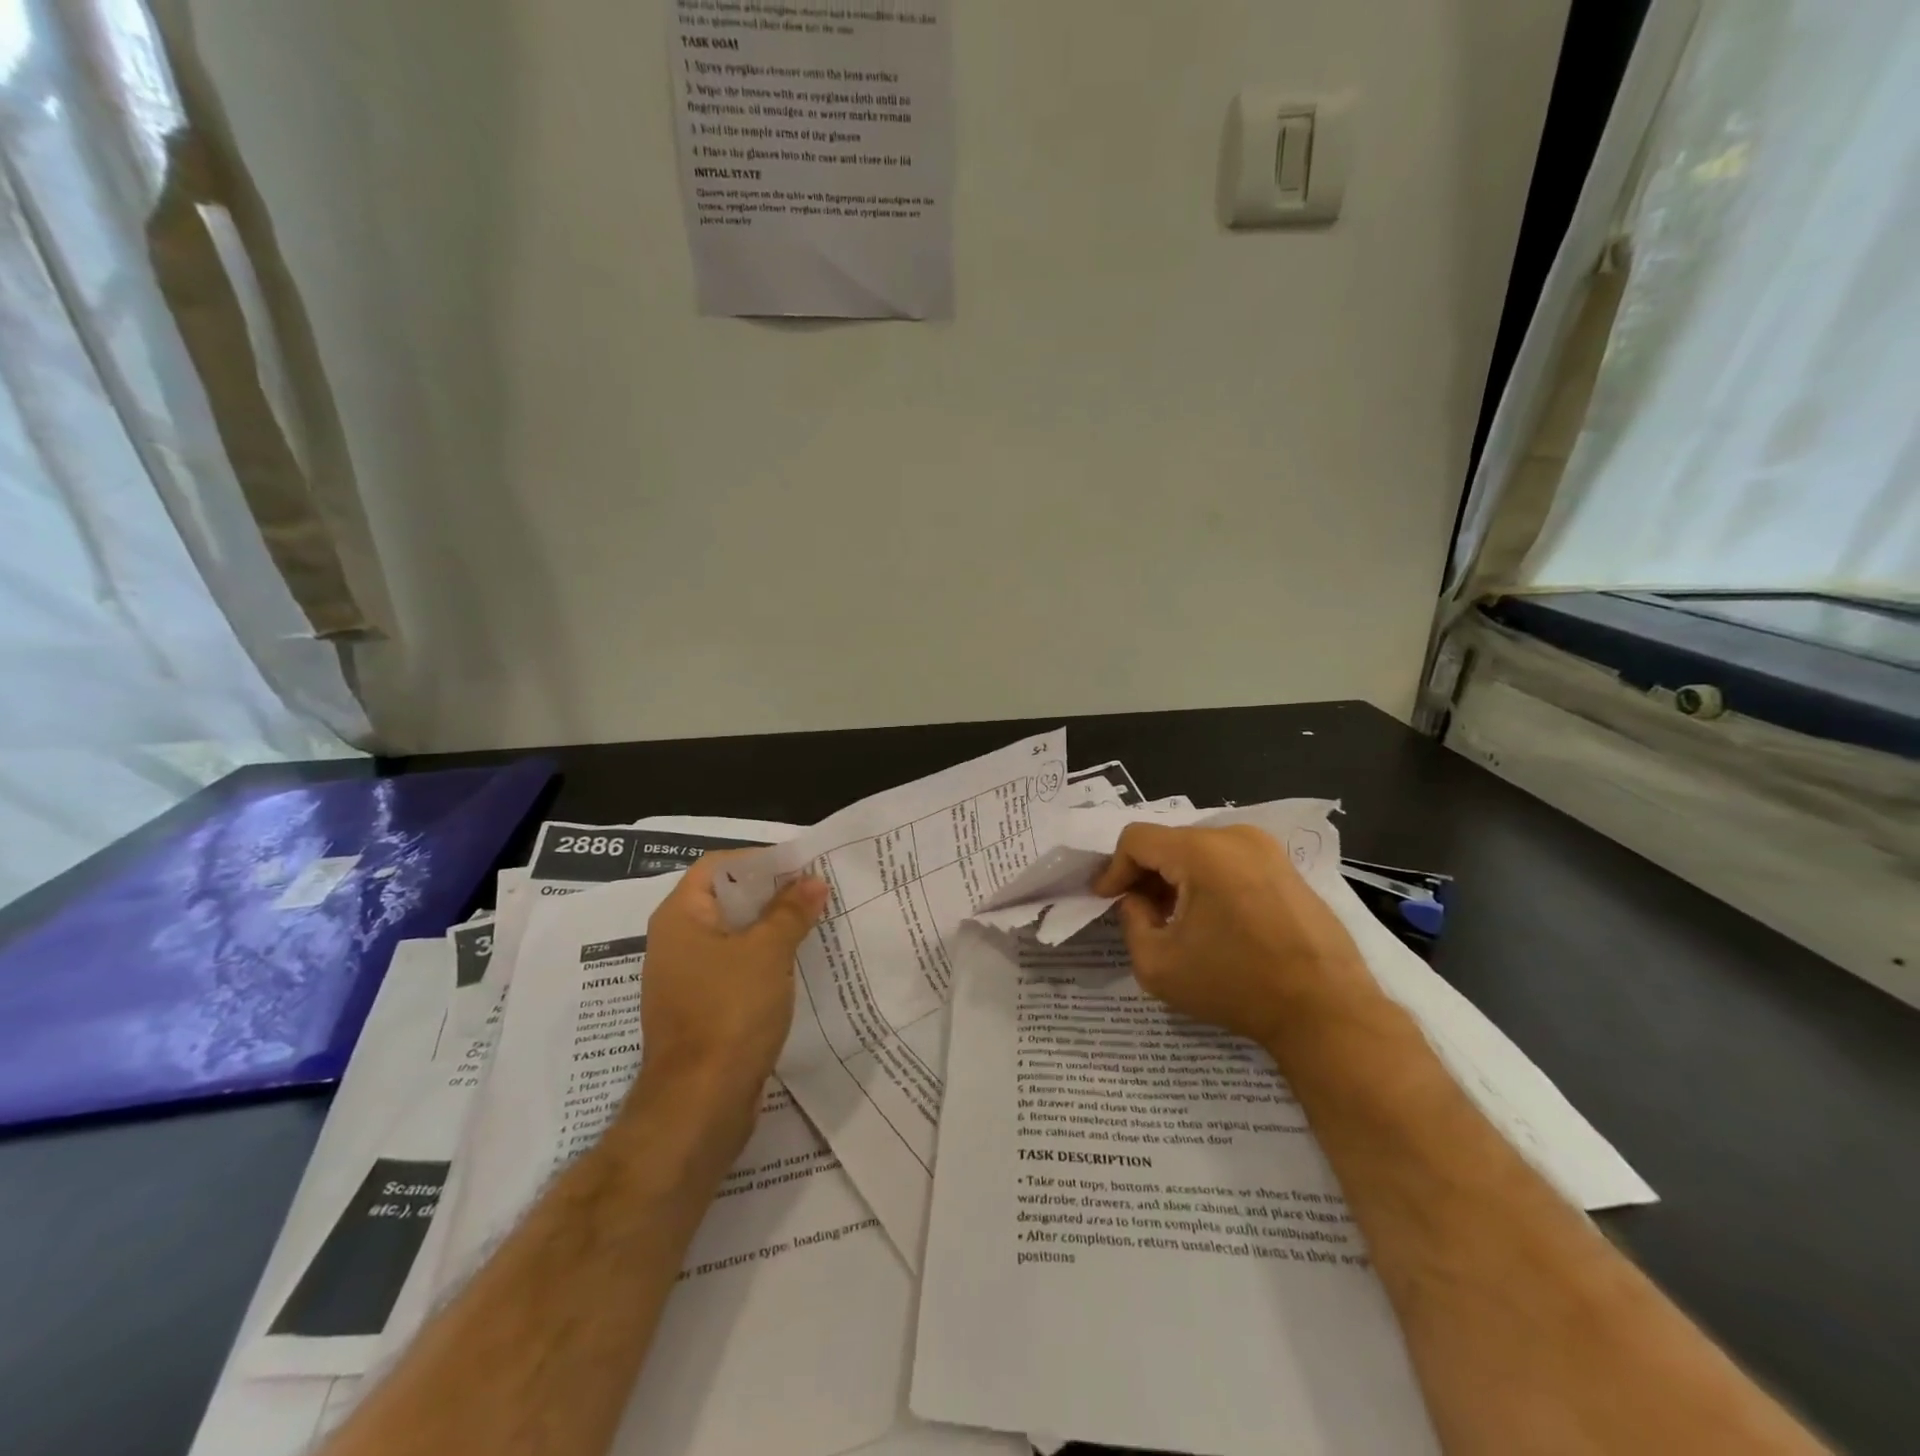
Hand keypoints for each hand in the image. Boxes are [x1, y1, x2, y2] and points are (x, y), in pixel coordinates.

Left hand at [630, 854, 828, 1134]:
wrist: (700, 1103)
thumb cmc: (729, 1012)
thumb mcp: (768, 952)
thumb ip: (791, 911)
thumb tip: (812, 881)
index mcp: (680, 916)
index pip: (718, 866)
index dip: (759, 860)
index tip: (801, 864)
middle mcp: (676, 941)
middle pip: (726, 899)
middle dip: (771, 893)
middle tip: (816, 889)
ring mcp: (686, 978)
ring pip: (733, 936)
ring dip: (771, 927)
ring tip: (815, 921)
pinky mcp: (701, 1009)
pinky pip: (735, 969)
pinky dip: (764, 960)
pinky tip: (798, 963)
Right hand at [1091, 823, 1376, 1051]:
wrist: (1327, 1011)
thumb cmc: (1237, 986)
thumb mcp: (1158, 965)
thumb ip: (1131, 922)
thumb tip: (1138, 900)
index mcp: (1202, 851)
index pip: (1137, 839)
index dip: (1114, 868)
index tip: (1105, 900)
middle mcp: (1236, 836)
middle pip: (1170, 841)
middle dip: (1146, 874)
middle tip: (1137, 912)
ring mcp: (1268, 850)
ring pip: (1201, 850)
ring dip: (1178, 878)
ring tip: (1173, 919)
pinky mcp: (1288, 869)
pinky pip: (1232, 862)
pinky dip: (1210, 881)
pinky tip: (1213, 921)